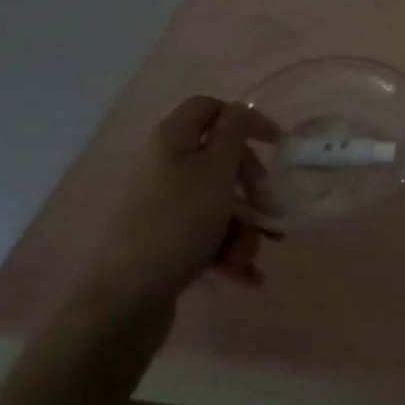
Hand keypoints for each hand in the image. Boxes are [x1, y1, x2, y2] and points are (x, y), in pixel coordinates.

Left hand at [86, 96, 280, 317]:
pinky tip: (242, 276)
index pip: (210, 108)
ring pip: (218, 205)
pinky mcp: (165, 240)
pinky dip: (226, 252)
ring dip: (242, 231)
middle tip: (267, 210)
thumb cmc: (179, 223)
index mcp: (172, 139)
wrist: (127, 296)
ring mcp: (163, 205)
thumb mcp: (216, 170)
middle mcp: (164, 166)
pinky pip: (206, 236)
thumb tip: (240, 109)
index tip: (277, 144)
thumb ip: (234, 133)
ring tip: (245, 260)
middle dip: (250, 190)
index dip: (246, 120)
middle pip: (220, 161)